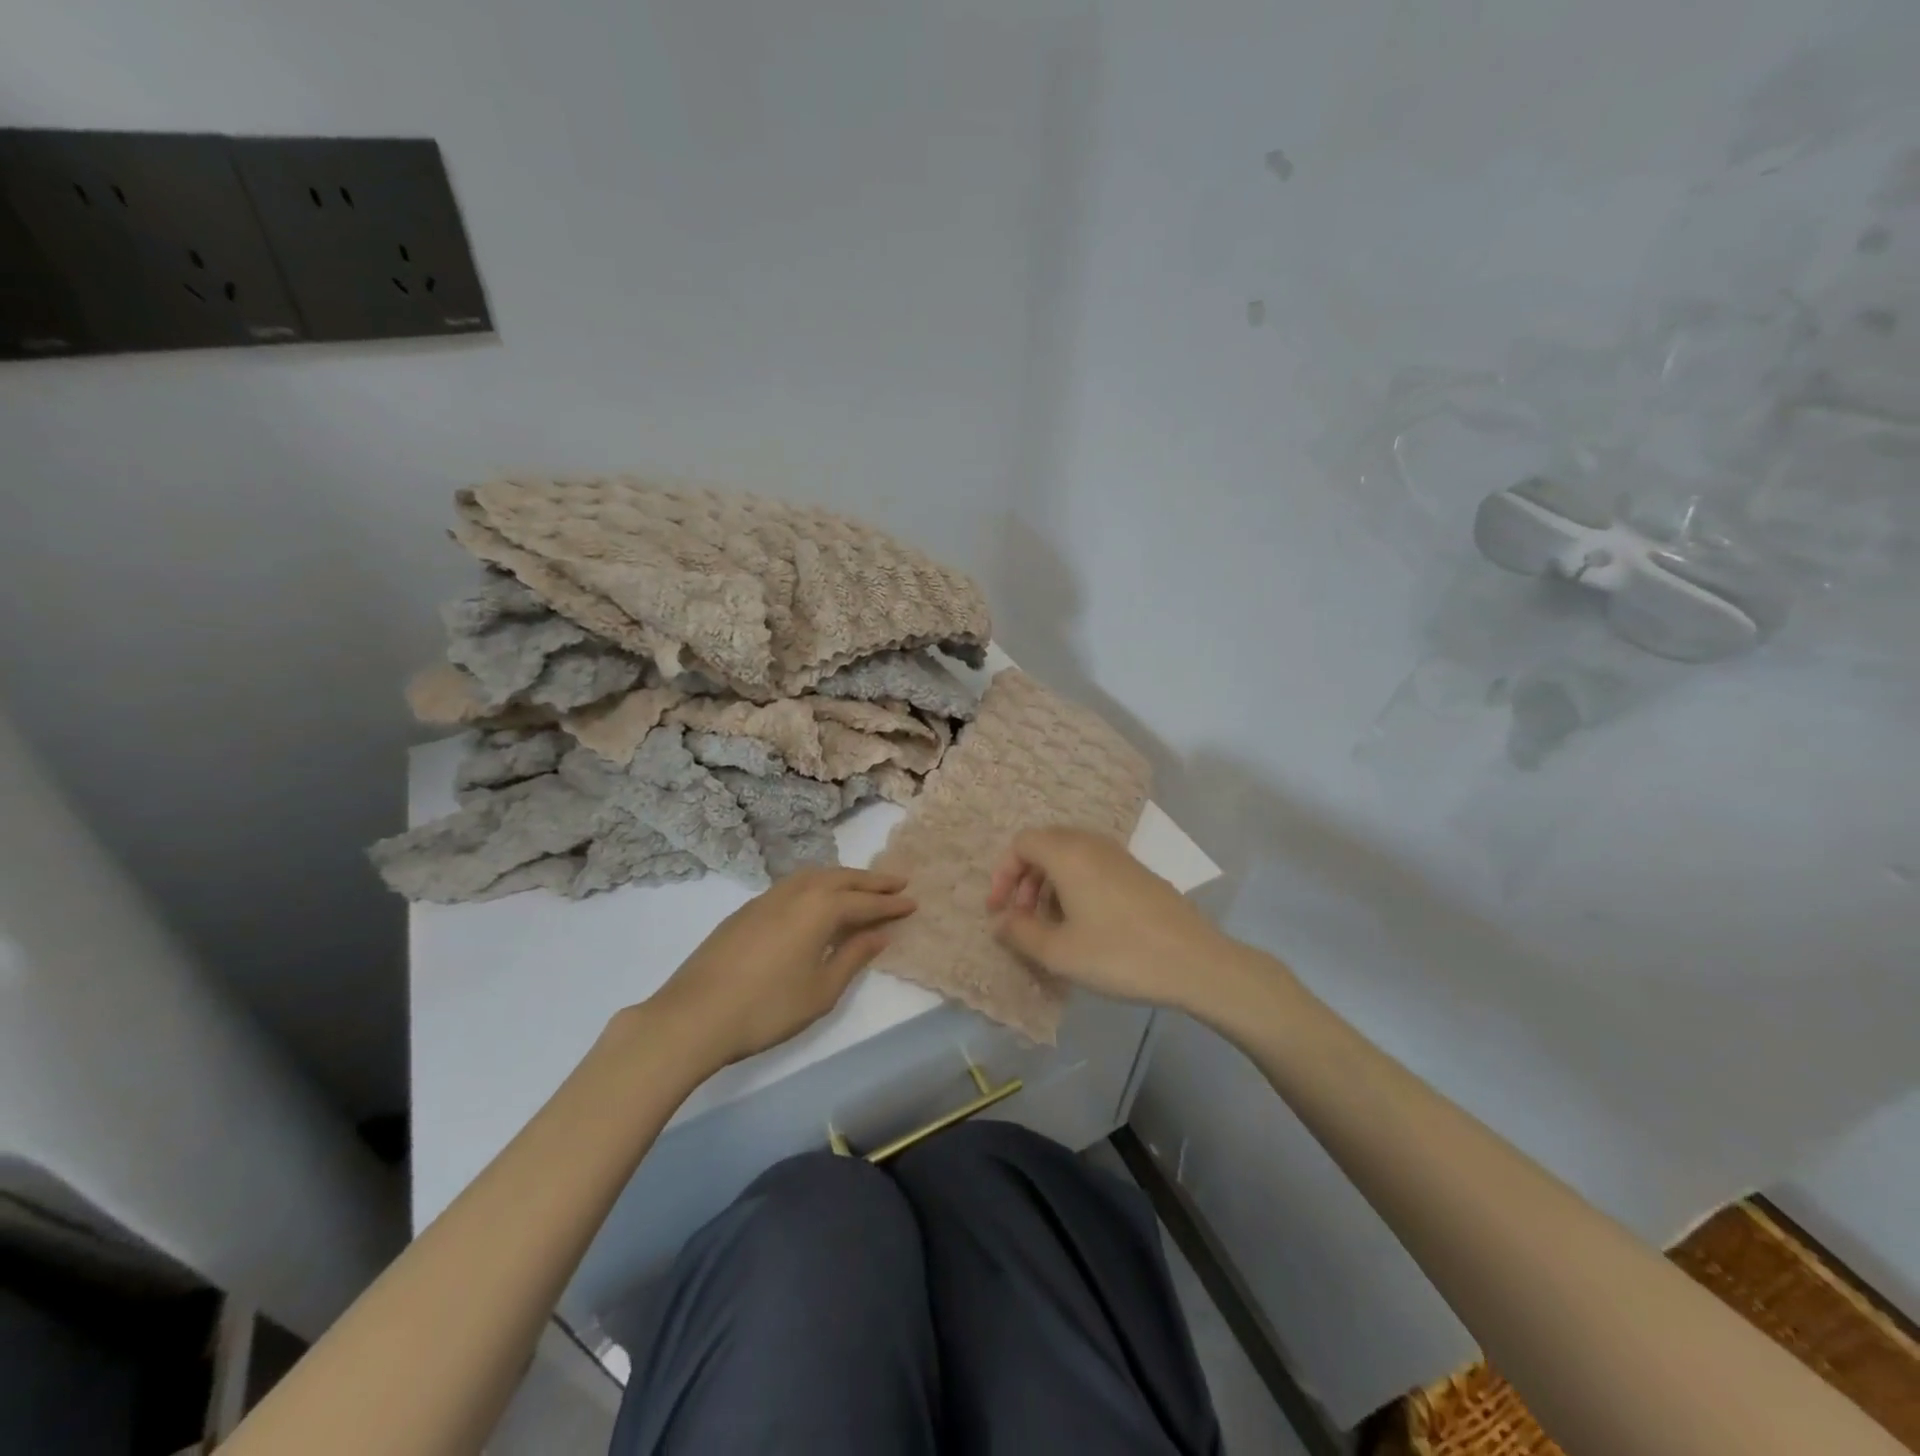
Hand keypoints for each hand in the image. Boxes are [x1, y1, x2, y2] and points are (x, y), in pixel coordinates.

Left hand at [644, 868, 915, 1068]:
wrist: (693, 1016)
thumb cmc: (767, 1008)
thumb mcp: (821, 990)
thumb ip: (853, 956)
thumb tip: (879, 933)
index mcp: (820, 909)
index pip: (865, 902)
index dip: (891, 905)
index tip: (913, 902)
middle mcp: (796, 892)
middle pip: (841, 879)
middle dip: (872, 881)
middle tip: (898, 882)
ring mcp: (767, 898)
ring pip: (814, 876)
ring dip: (843, 878)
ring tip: (861, 886)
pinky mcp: (747, 910)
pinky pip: (794, 885)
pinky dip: (817, 884)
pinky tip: (817, 900)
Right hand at [988, 828, 1259, 1015]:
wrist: (1195, 962)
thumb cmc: (1119, 954)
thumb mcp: (1059, 952)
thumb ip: (1020, 933)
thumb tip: (1000, 921)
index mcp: (1068, 854)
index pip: (1021, 843)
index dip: (1002, 874)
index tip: (1000, 911)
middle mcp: (1092, 844)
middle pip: (1044, 846)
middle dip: (1025, 880)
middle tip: (1023, 918)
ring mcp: (1119, 856)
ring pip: (1070, 857)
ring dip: (1050, 885)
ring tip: (1051, 926)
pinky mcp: (1138, 872)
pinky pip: (1093, 867)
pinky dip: (1075, 886)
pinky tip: (1084, 925)